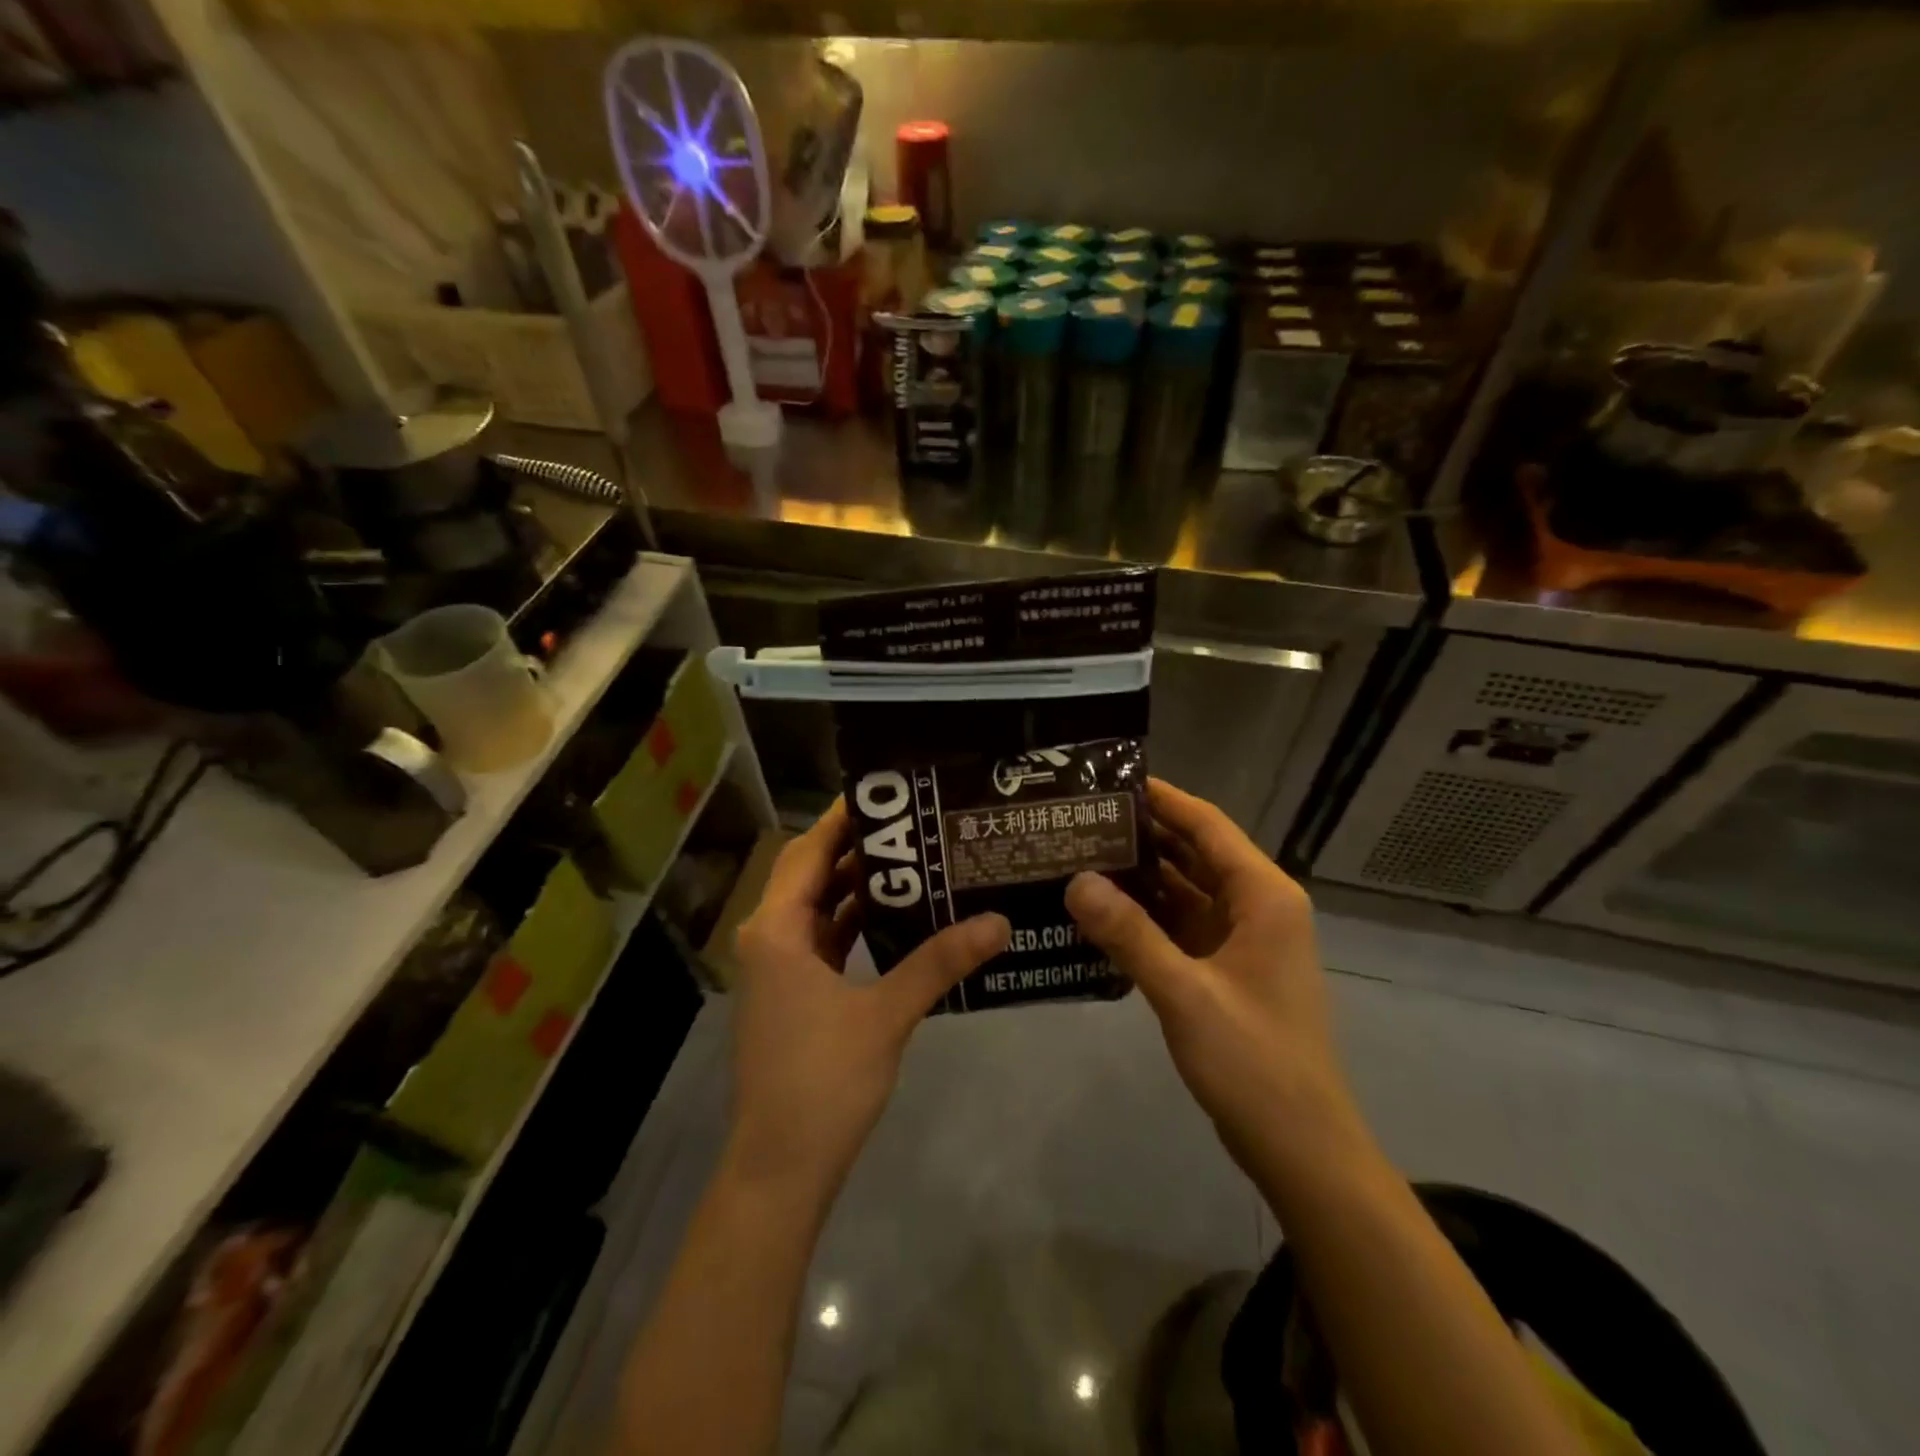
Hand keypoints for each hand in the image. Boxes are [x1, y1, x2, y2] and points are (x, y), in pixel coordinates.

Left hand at [729, 801, 1009, 1202]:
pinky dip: (854, 923)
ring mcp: (779, 968)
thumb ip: (941, 962)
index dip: (844, 819)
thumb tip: (999, 920)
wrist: (781, 1167)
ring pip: (818, 908)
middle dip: (858, 849)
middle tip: (915, 824)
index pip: (809, 851)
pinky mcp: (793, 993)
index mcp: (776, 929)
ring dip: (858, 887)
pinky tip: (899, 918)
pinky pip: (823, 940)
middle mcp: (769, 937)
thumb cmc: (823, 1081)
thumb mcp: (886, 1014)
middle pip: (812, 873)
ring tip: (916, 860)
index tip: (888, 793)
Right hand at [1065, 779, 1363, 1197]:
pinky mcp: (1226, 968)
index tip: (1110, 780)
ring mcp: (1242, 939)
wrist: (1300, 1146)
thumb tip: (1076, 880)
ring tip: (1080, 853)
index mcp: (1264, 896)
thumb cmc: (1254, 1061)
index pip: (1208, 825)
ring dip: (1141, 874)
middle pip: (1195, 852)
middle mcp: (1257, 906)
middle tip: (1081, 818)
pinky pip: (1182, 924)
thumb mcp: (1185, 993)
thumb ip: (1129, 934)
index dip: (1162, 799)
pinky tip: (1102, 908)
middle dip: (1143, 834)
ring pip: (1186, 889)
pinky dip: (1147, 914)